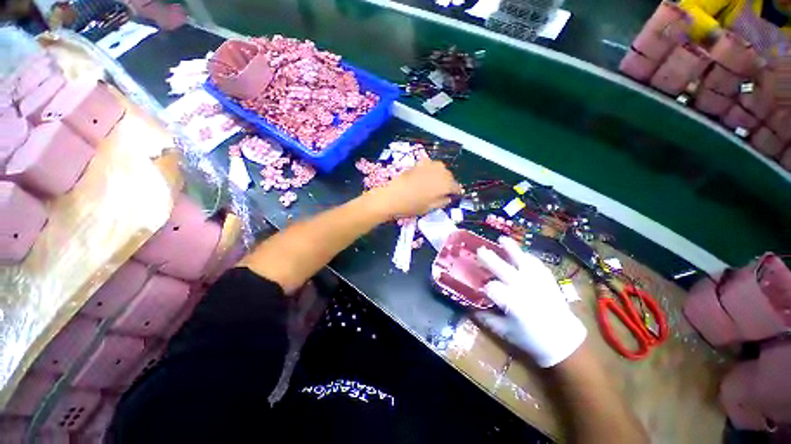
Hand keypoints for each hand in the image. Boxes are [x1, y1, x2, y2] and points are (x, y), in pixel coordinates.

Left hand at [374, 159, 461, 217]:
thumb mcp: (430, 208)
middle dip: (448, 183)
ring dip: (441, 175)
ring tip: (435, 183)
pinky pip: (430, 165)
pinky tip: (426, 176)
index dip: (455, 192)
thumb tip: (448, 197)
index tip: (453, 196)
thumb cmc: (412, 206)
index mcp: (445, 185)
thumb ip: (442, 202)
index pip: (456, 187)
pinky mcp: (419, 163)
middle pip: (449, 176)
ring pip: (441, 168)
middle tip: (443, 191)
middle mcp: (440, 172)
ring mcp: (429, 166)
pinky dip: (431, 170)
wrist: (392, 196)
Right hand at [475, 236, 586, 367]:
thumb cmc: (532, 339)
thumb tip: (472, 310)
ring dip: (511, 249)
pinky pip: (537, 263)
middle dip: (490, 259)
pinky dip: (527, 257)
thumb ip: (487, 319)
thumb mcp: (505, 332)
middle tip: (480, 250)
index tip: (481, 289)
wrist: (565, 341)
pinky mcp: (548, 280)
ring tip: (502, 240)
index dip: (484, 287)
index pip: (492, 288)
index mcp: (512, 303)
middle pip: (503, 269)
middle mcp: (524, 288)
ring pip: (522, 261)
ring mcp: (537, 281)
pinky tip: (522, 254)